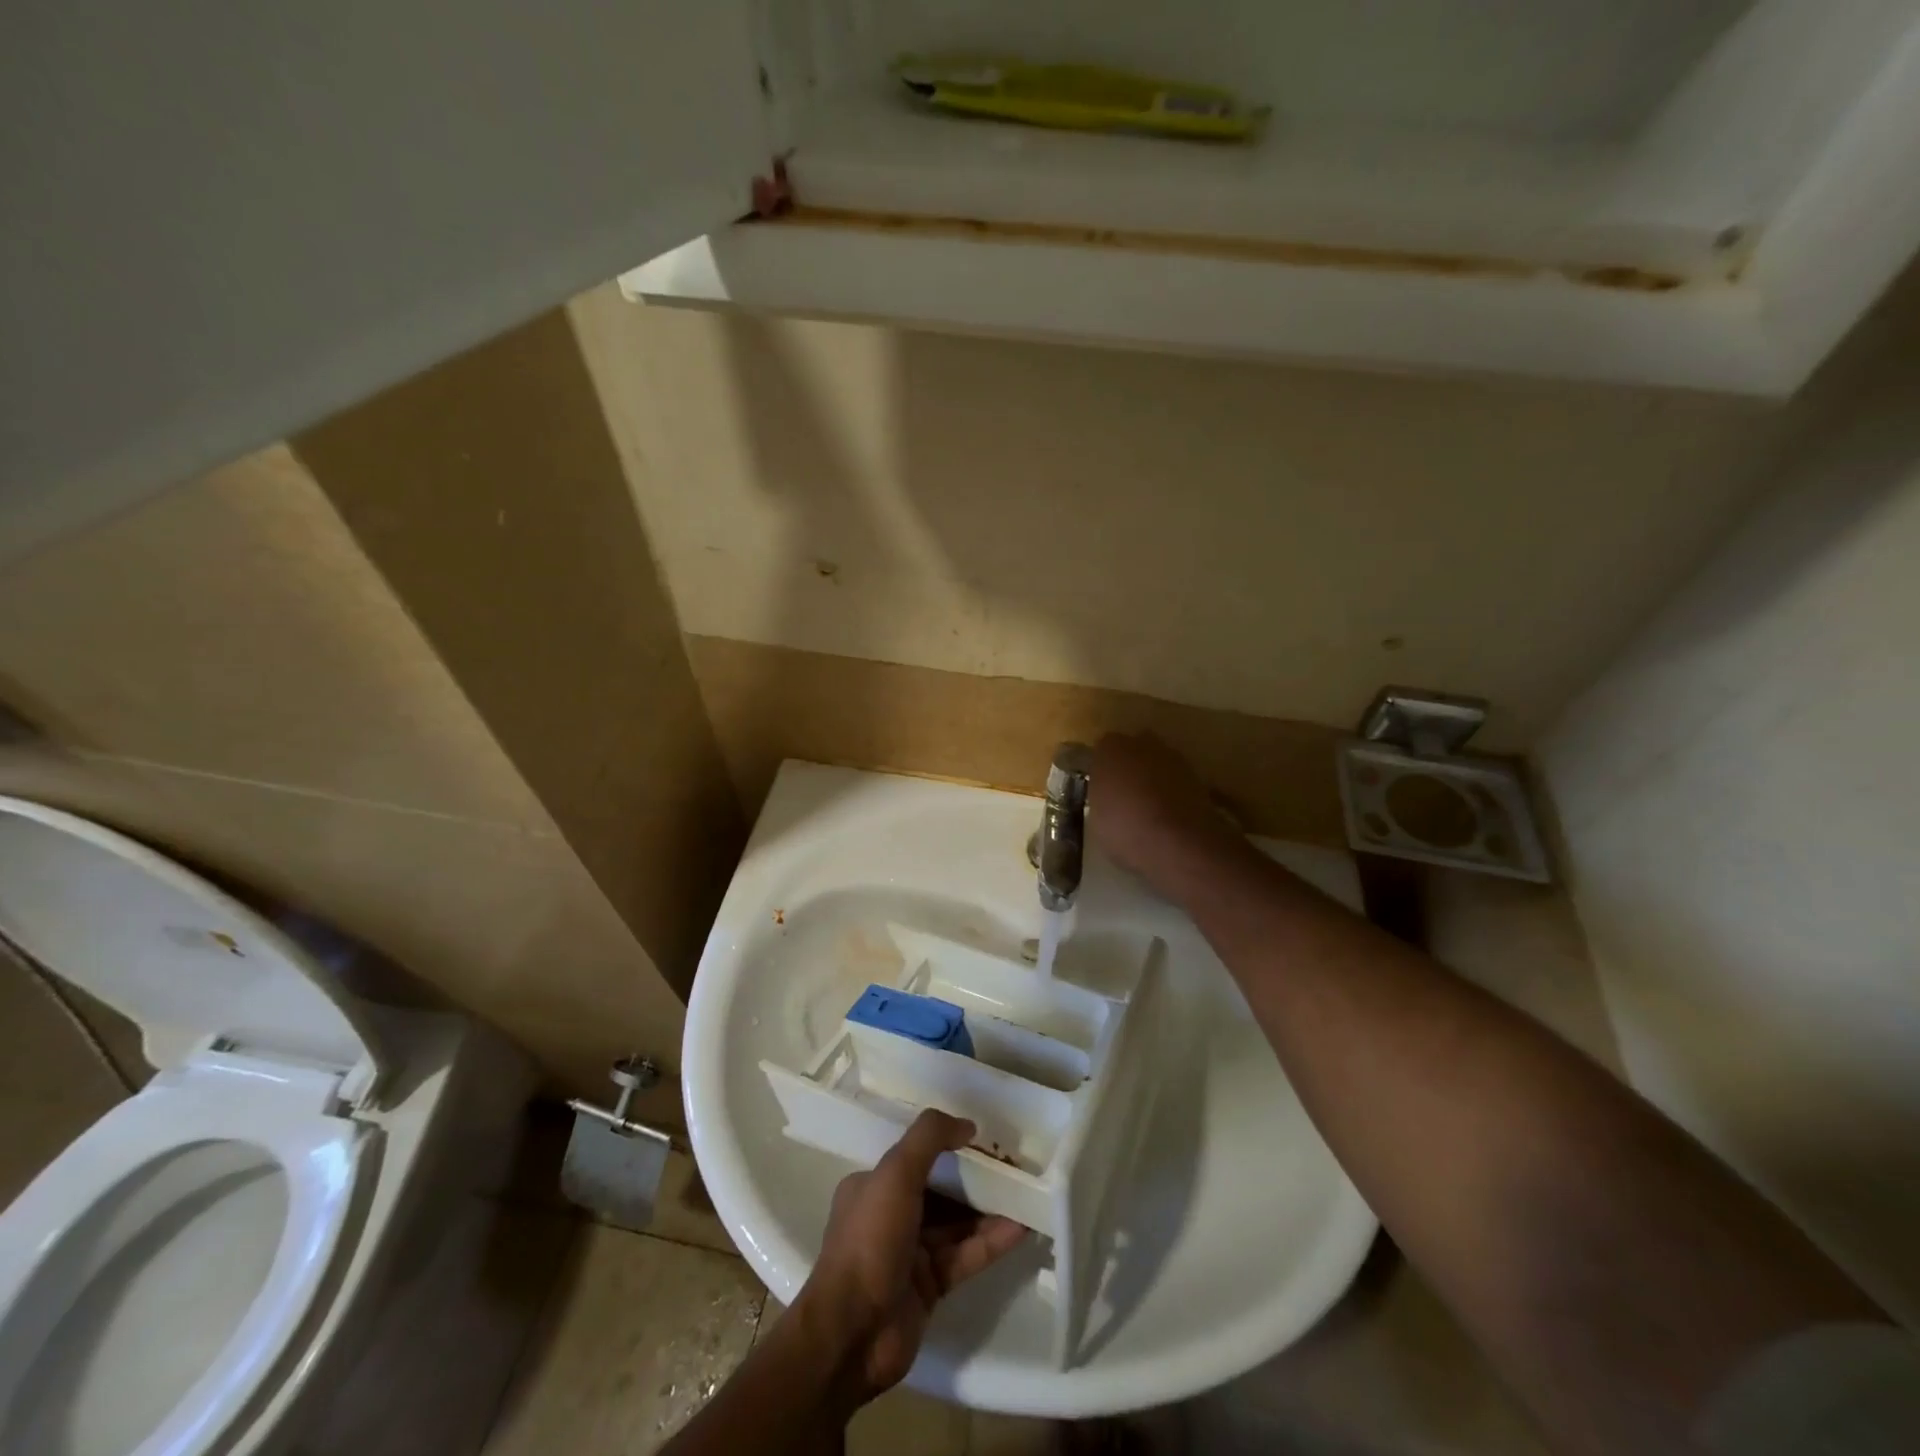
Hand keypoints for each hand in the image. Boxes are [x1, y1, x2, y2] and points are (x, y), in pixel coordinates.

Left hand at [796, 1110, 1026, 1401]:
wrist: (852, 1334)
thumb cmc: (870, 1240)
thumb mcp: (895, 1173)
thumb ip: (929, 1139)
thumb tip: (967, 1125)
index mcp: (874, 1185)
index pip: (918, 1157)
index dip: (951, 1148)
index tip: (986, 1141)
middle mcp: (891, 1215)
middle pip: (941, 1190)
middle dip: (976, 1179)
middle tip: (1015, 1168)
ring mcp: (911, 1253)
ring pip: (957, 1224)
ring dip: (990, 1210)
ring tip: (1028, 1195)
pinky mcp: (930, 1287)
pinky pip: (966, 1256)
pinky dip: (991, 1242)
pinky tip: (1021, 1229)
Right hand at [1091, 732, 1239, 891]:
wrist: (1179, 843)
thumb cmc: (1126, 828)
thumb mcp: (1096, 820)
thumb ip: (1100, 800)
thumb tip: (1107, 799)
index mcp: (1110, 749)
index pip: (1102, 751)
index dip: (1102, 770)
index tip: (1101, 790)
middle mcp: (1143, 743)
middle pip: (1133, 751)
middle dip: (1130, 768)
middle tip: (1124, 796)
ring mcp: (1174, 757)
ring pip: (1158, 764)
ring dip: (1154, 780)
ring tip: (1149, 810)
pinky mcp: (1199, 776)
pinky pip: (1177, 781)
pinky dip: (1173, 794)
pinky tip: (1169, 817)